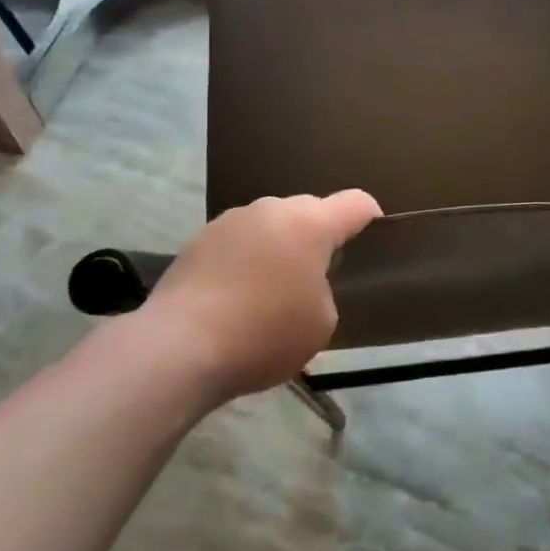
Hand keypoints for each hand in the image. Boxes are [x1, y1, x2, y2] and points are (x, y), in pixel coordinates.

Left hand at [131, 191, 381, 402]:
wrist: (178, 347)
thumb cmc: (263, 334)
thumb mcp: (321, 323)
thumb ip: (325, 290)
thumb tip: (304, 282)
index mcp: (311, 223)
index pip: (356, 203)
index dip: (370, 218)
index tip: (372, 240)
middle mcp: (273, 209)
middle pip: (310, 212)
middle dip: (318, 238)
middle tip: (315, 279)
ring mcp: (232, 220)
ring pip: (271, 225)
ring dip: (279, 247)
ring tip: (269, 290)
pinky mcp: (200, 238)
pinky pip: (239, 241)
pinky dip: (246, 260)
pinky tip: (235, 297)